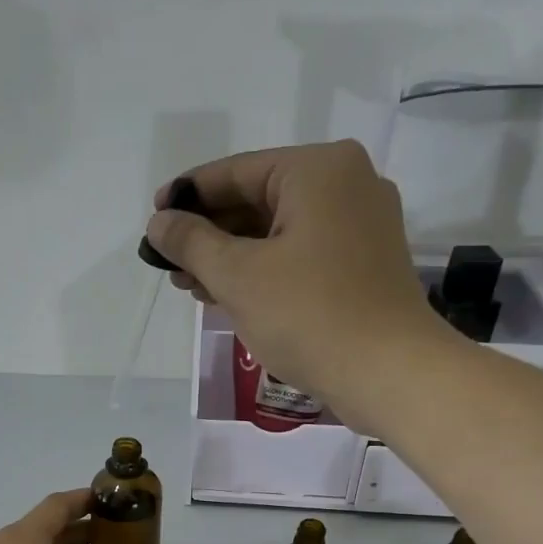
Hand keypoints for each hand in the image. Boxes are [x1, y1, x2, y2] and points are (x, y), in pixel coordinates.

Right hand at [145, 140, 452, 435]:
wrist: (389, 373)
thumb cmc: (309, 315)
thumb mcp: (238, 277)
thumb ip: (192, 243)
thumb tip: (158, 224)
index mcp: (318, 170)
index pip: (236, 172)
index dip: (188, 197)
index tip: (153, 222)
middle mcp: (346, 184)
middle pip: (259, 200)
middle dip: (210, 234)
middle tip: (169, 264)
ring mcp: (361, 226)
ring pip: (279, 232)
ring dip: (233, 258)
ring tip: (192, 286)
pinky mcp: (364, 265)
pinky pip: (301, 255)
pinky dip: (265, 272)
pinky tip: (231, 296)